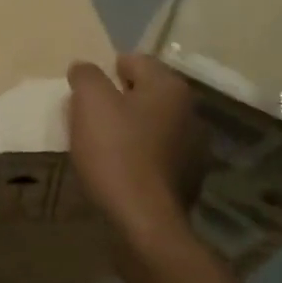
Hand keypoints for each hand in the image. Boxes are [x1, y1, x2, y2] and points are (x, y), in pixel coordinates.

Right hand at [67, 53, 208, 239]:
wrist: (145, 221)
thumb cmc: (116, 153)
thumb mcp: (90, 102)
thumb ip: (86, 76)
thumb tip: (85, 68)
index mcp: (170, 87)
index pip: (134, 60)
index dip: (105, 72)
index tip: (85, 94)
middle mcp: (190, 111)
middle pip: (145, 93)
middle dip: (118, 101)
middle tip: (89, 120)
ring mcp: (195, 148)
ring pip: (153, 125)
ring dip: (131, 130)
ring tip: (103, 148)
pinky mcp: (190, 179)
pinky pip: (158, 155)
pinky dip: (141, 157)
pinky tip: (122, 172)